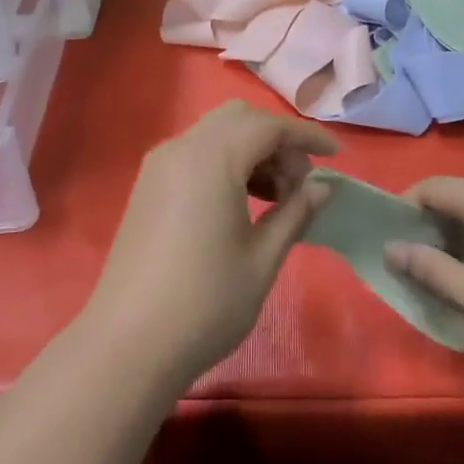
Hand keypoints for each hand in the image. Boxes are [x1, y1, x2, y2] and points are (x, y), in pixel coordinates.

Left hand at [87, 102, 335, 387]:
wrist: (128, 345)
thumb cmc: (205, 303)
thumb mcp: (262, 259)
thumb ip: (296, 213)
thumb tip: (323, 187)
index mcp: (212, 159)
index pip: (268, 126)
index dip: (306, 136)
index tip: (336, 157)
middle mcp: (181, 149)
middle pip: (239, 119)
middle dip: (276, 140)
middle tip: (299, 184)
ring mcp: (158, 167)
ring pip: (215, 133)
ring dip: (251, 151)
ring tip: (276, 199)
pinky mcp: (147, 187)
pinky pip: (194, 153)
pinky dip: (225, 162)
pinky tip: (240, 203)